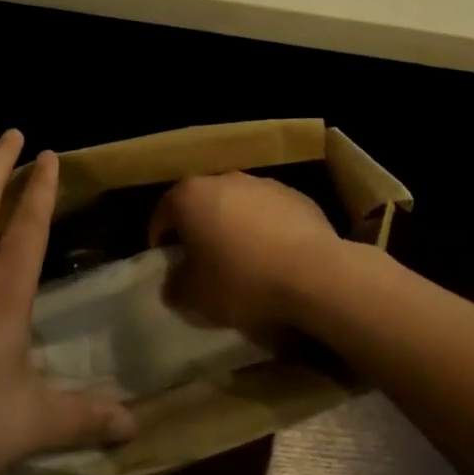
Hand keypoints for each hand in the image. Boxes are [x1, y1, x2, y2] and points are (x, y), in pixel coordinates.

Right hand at [148, 173, 348, 339]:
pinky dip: (264, 228)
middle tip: (202, 262)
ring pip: (236, 204)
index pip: (163, 214)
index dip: (160, 240)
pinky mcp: (294, 194)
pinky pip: (268, 211)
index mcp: (190, 196)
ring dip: (233, 226)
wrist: (313, 271)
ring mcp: (261, 182)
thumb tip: (173, 282)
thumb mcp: (195, 296)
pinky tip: (273, 255)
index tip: (167, 264)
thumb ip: (175, 285)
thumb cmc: (242, 279)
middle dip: (198, 229)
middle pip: (201, 203)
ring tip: (241, 259)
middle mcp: (223, 179)